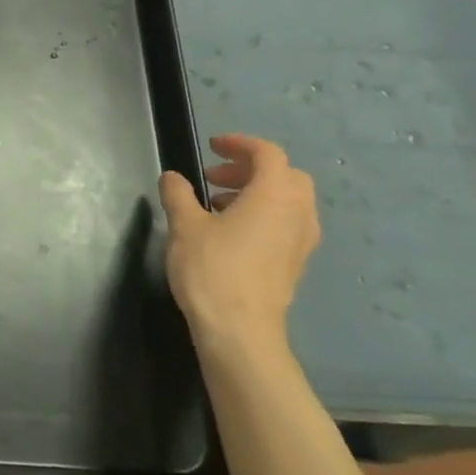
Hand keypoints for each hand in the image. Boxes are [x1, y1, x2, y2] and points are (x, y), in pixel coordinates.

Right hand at [157, 134, 319, 351]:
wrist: (240, 330)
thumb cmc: (212, 270)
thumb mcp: (184, 226)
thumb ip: (178, 195)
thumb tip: (174, 178)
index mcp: (274, 195)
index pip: (267, 154)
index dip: (240, 144)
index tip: (212, 146)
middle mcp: (297, 212)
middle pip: (285, 175)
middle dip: (249, 169)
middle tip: (213, 177)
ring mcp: (301, 240)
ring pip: (288, 201)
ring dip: (255, 192)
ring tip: (216, 204)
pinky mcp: (295, 263)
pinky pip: (286, 223)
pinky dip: (263, 215)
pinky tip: (231, 232)